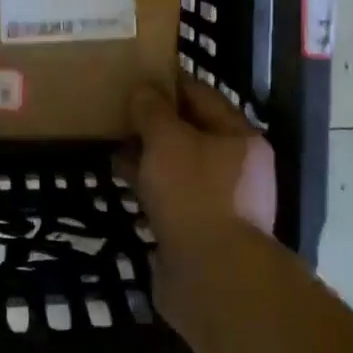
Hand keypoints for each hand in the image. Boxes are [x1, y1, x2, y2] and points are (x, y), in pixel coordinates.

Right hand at [128, 77, 277, 261]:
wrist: (211, 275)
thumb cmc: (194, 193)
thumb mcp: (168, 140)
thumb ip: (153, 111)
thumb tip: (143, 90)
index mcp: (239, 137)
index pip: (202, 96)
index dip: (169, 84)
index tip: (137, 76)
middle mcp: (236, 166)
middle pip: (191, 132)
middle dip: (155, 121)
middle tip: (119, 109)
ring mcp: (219, 201)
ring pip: (178, 165)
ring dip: (148, 154)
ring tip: (112, 140)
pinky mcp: (200, 229)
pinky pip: (170, 195)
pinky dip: (148, 183)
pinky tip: (121, 177)